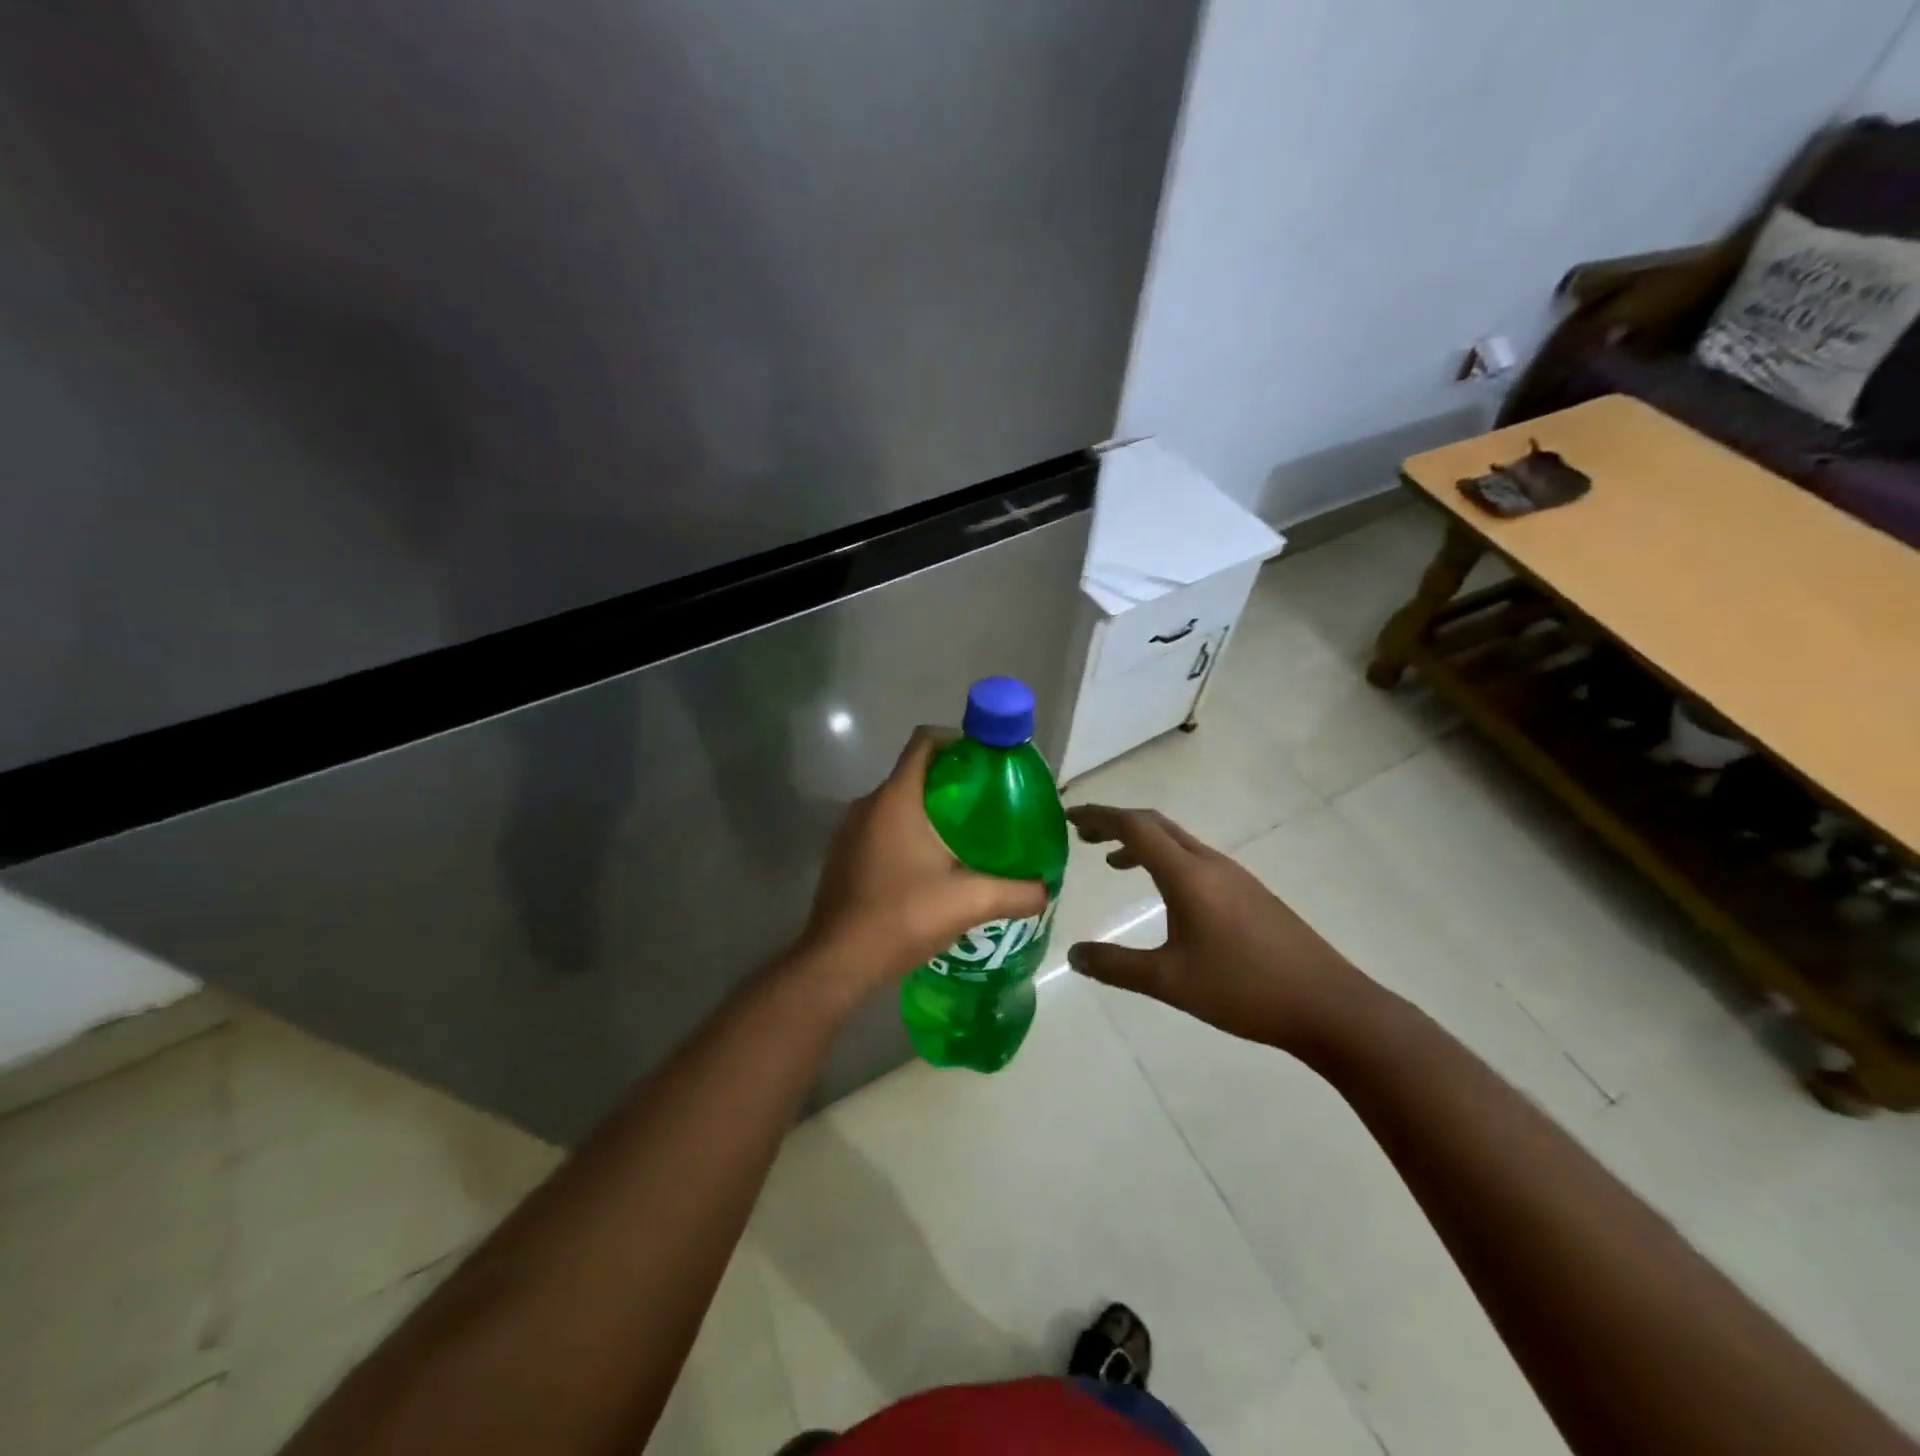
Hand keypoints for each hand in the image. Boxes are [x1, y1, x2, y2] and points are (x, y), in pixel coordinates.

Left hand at [797, 728, 1047, 1002]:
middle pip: (914, 773)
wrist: (838, 962)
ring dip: (929, 811)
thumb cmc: (902, 916)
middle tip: (987, 806)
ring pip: (897, 803)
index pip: (925, 742)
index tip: (987, 763)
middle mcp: (868, 804)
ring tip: (965, 838)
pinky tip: (930, 867)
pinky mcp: (844, 856)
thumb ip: (1015, 892)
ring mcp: (850, 831)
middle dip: (952, 783)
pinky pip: (881, 828)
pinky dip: (907, 834)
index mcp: (896, 798)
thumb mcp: (969, 902)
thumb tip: (1046, 888)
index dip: (958, 742)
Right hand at [1065, 804, 1373, 1054]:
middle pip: (1156, 825)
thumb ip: (1116, 966)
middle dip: (1117, 823)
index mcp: (1188, 874)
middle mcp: (1210, 863)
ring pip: (1178, 842)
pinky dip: (1166, 860)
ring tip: (1113, 862)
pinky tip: (1165, 894)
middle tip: (1083, 836)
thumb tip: (1073, 955)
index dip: (1099, 817)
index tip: (1068, 817)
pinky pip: (1196, 860)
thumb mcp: (1170, 982)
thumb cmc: (1243, 989)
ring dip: (1142, 842)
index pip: (1135, 827)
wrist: (1328, 1005)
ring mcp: (1235, 876)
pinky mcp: (1250, 893)